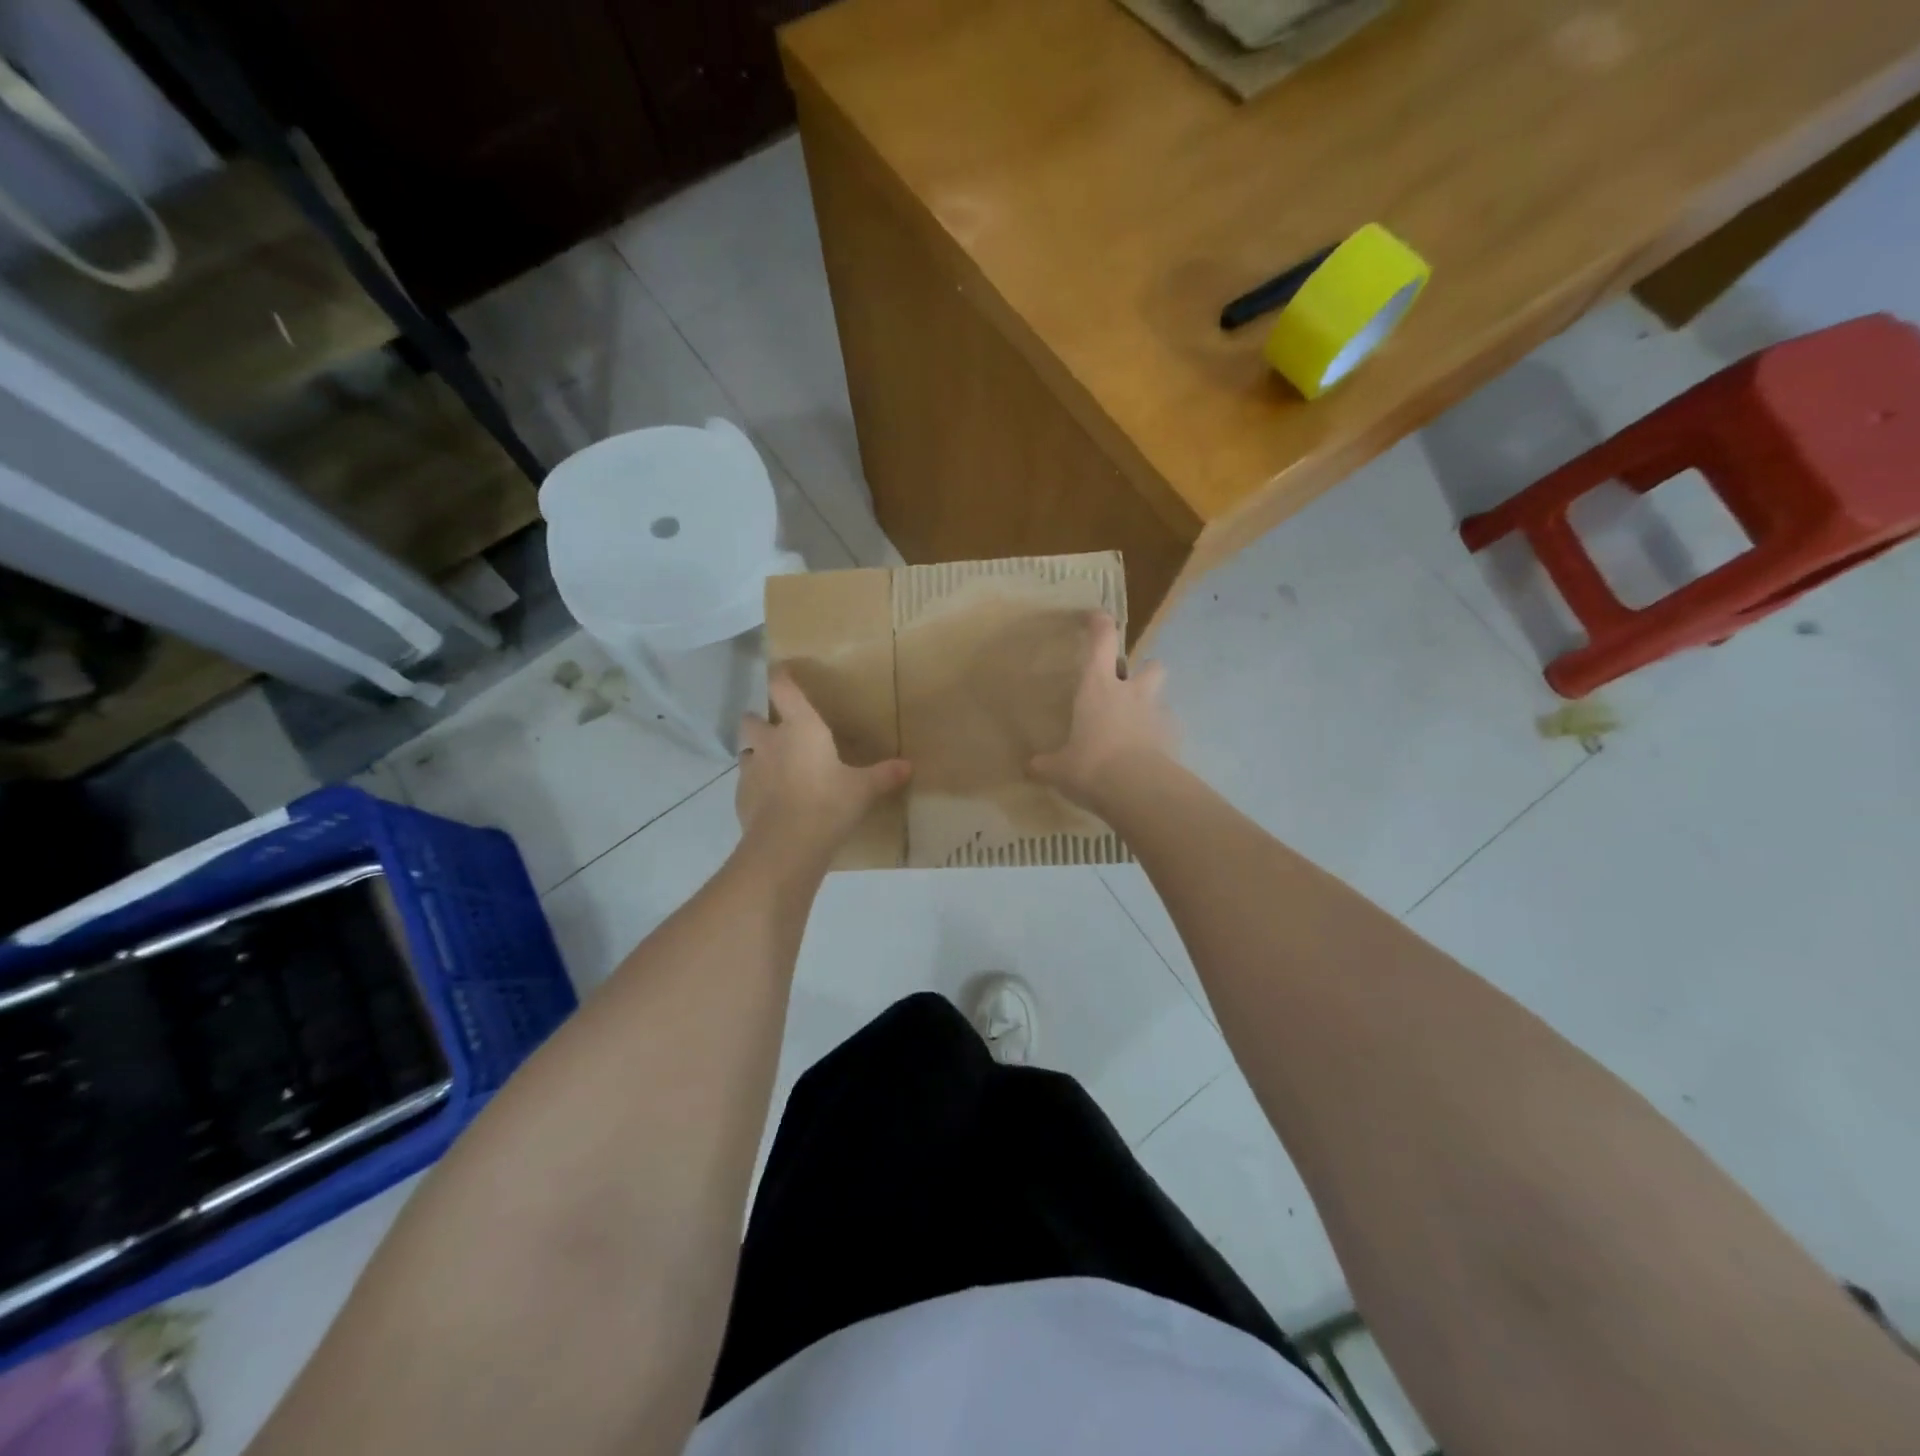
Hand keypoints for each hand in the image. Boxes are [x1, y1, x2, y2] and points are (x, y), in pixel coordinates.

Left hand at [737, 670, 910, 860]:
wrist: (787, 845)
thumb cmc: (828, 803)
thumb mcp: (863, 790)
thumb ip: (884, 775)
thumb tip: (909, 766)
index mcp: (801, 727)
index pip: (782, 688)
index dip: (780, 676)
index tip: (781, 670)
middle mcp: (770, 741)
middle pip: (752, 719)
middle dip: (760, 721)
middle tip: (778, 731)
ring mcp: (751, 769)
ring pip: (747, 751)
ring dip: (758, 755)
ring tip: (776, 768)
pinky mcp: (741, 797)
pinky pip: (746, 784)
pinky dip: (757, 787)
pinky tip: (773, 801)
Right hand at [1030, 612, 1175, 810]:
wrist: (1139, 790)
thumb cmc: (1091, 766)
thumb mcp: (1058, 768)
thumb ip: (1045, 764)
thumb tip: (1029, 768)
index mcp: (1098, 687)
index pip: (1102, 641)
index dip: (1099, 623)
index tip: (1094, 616)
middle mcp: (1131, 692)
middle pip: (1150, 664)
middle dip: (1142, 670)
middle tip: (1127, 686)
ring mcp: (1156, 714)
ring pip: (1161, 695)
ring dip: (1151, 703)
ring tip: (1136, 725)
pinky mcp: (1173, 738)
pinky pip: (1167, 729)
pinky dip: (1158, 736)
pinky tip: (1146, 755)